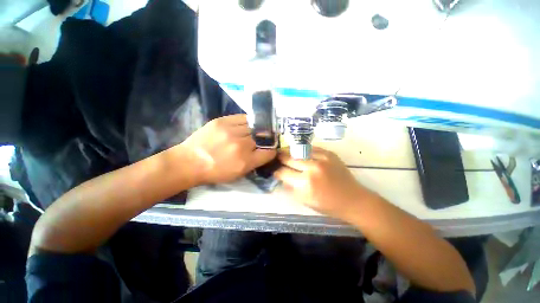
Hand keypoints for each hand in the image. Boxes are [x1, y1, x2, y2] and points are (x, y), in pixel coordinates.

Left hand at [181, 114, 275, 184]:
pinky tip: (246, 125)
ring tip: (255, 131)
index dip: (272, 150)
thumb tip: (265, 152)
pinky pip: (242, 118)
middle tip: (264, 139)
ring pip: (254, 126)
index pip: (269, 152)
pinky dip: (247, 122)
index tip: (271, 149)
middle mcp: (241, 145)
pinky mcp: (222, 121)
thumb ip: (254, 163)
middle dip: (266, 139)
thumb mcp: (238, 174)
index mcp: (246, 161)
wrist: (190, 162)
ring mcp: (231, 131)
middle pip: (263, 137)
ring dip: (257, 130)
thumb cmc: (215, 172)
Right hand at [274, 147, 374, 218]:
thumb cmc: (327, 204)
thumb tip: (281, 175)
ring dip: (289, 151)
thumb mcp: (304, 200)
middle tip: (276, 157)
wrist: (353, 199)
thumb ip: (290, 187)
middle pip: (289, 158)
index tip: (274, 169)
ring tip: (285, 152)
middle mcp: (312, 168)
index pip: (283, 172)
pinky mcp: (329, 153)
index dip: (276, 170)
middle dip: (280, 158)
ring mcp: (321, 158)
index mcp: (305, 183)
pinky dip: (303, 150)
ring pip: (298, 150)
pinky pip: (311, 148)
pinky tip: (299, 151)